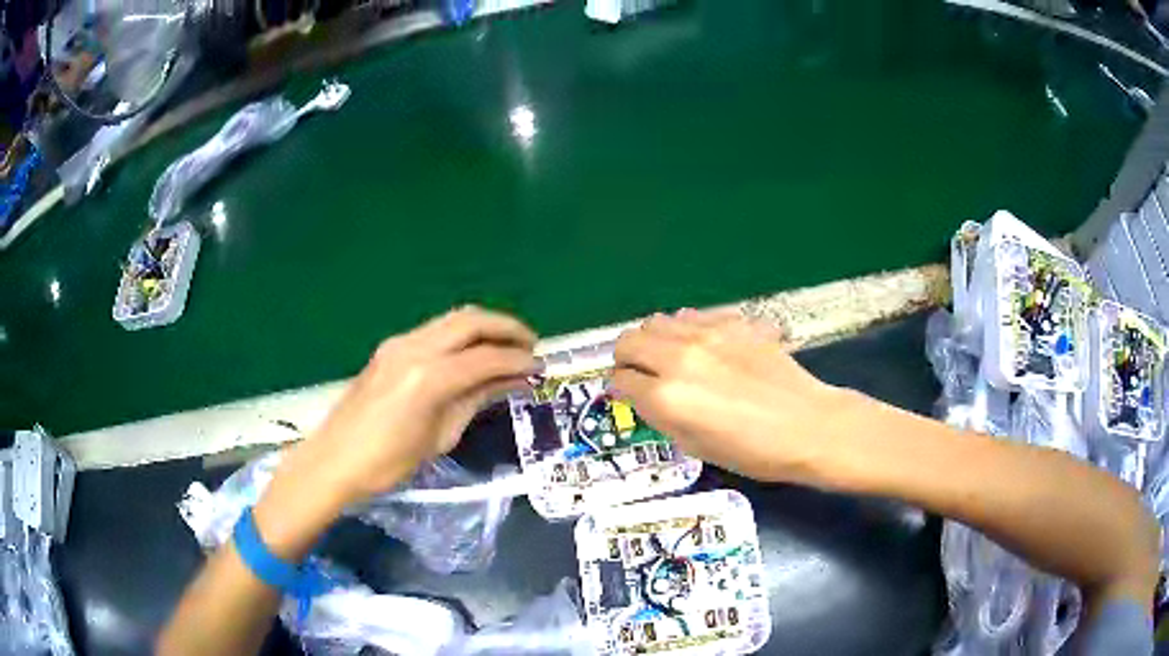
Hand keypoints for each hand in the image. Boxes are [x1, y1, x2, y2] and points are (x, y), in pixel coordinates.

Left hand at [298, 306, 537, 504]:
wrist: (335, 459)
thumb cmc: (389, 462)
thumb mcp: (440, 437)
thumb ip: (476, 400)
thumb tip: (512, 382)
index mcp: (430, 377)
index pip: (486, 357)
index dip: (518, 361)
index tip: (541, 368)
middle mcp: (415, 347)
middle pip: (471, 321)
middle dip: (506, 327)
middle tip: (531, 344)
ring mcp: (399, 343)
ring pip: (452, 319)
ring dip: (484, 326)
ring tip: (508, 345)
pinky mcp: (390, 347)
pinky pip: (435, 329)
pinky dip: (461, 334)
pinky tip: (473, 352)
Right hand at [612, 309, 859, 483]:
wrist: (807, 425)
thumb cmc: (752, 451)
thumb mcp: (694, 445)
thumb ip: (659, 415)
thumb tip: (638, 393)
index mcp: (667, 397)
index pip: (620, 379)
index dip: (621, 389)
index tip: (630, 394)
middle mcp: (679, 358)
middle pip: (628, 341)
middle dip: (628, 359)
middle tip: (643, 374)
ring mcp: (707, 334)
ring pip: (657, 321)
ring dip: (655, 340)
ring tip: (673, 358)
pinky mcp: (732, 322)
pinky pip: (692, 316)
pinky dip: (686, 330)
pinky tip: (705, 347)